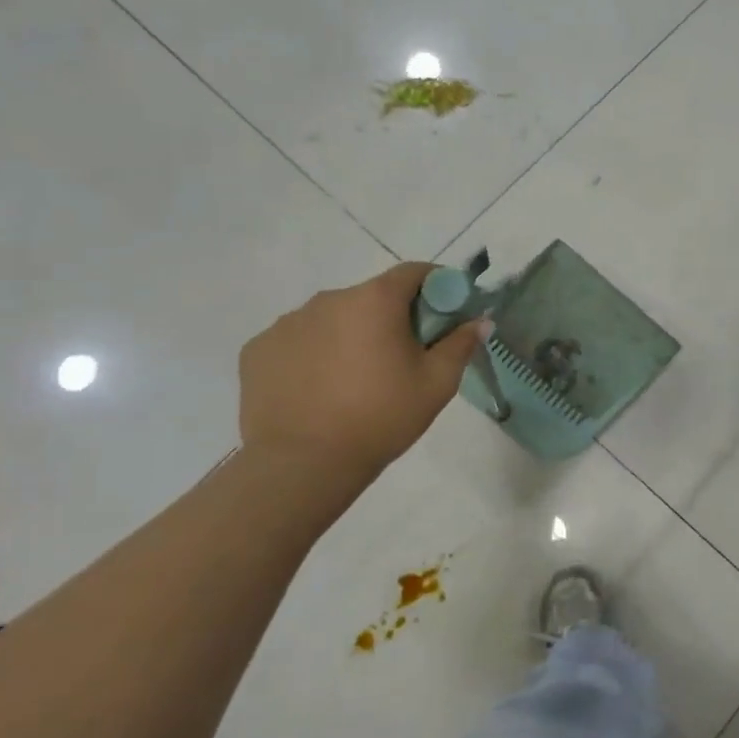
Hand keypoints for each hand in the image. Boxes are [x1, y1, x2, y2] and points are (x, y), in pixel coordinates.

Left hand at [239, 262, 488, 485]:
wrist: (303, 464)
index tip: (444, 314)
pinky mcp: (258, 350)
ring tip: (355, 381)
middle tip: (402, 358)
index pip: (413, 273)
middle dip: (391, 318)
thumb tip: (481, 320)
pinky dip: (314, 355)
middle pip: (371, 297)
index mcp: (374, 301)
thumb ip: (460, 344)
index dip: (436, 287)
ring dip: (350, 336)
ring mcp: (286, 323)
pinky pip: (298, 341)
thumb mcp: (437, 384)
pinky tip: (319, 390)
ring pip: (332, 319)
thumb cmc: (381, 418)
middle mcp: (328, 299)